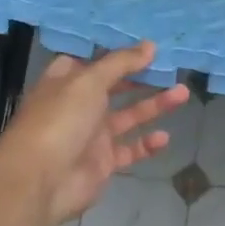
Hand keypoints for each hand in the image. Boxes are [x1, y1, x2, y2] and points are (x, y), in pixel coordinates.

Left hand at [0, 41, 190, 223]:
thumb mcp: (89, 81)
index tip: (145, 45)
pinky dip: (147, 144)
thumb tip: (150, 45)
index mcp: (66, 82)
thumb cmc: (60, 120)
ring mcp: (91, 135)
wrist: (41, 180)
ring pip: (128, 116)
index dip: (116, 53)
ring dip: (154, 106)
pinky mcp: (103, 162)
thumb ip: (121, 63)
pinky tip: (164, 137)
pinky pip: (130, 149)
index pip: (92, 61)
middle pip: (115, 87)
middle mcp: (78, 106)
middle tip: (171, 68)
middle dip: (142, 78)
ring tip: (183, 93)